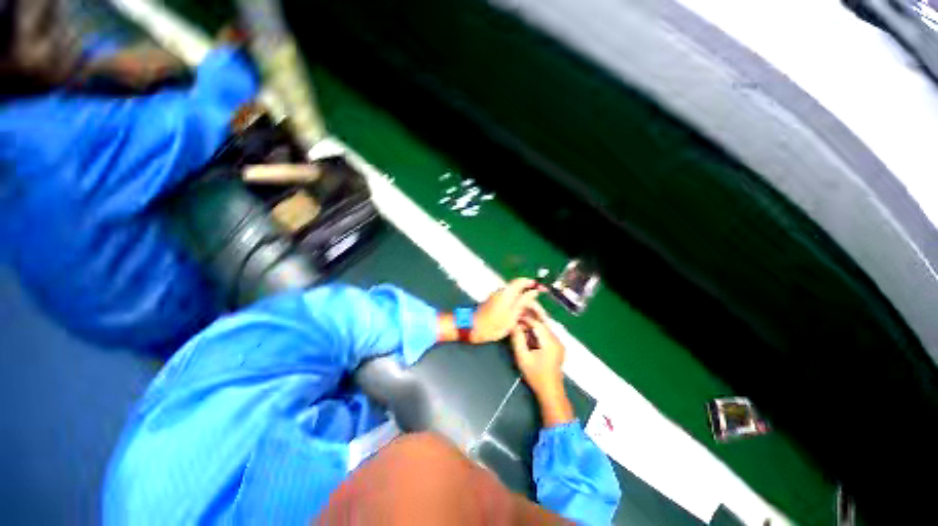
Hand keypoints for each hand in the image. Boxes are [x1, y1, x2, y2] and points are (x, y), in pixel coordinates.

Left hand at [471, 278, 545, 343]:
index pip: (522, 281)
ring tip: (533, 319)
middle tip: (541, 314)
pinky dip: (518, 309)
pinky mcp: (495, 303)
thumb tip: (533, 291)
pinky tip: (521, 320)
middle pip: (520, 291)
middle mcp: (502, 292)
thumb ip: (523, 301)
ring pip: (516, 298)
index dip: (533, 284)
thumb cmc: (492, 324)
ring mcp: (497, 297)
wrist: (472, 328)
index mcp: (507, 292)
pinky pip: (510, 303)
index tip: (542, 290)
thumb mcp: (512, 315)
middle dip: (531, 301)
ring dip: (525, 307)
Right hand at [510, 317, 572, 426]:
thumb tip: (513, 325)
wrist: (550, 391)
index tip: (514, 318)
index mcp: (550, 341)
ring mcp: (559, 344)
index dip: (525, 319)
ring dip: (533, 328)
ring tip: (521, 330)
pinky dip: (538, 334)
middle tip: (516, 324)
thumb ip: (517, 339)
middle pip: (542, 325)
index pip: (537, 323)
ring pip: (544, 329)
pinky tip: (529, 338)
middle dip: (529, 323)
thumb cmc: (535, 375)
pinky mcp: (558, 348)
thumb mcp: (522, 357)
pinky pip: (547, 335)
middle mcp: (557, 340)